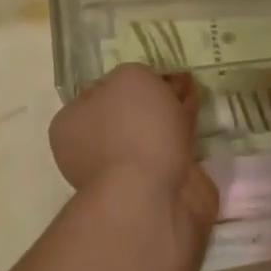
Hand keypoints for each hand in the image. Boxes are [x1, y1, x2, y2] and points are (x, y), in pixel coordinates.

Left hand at [51, 65, 218, 234]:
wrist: (152, 197)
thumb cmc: (133, 129)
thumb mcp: (131, 77)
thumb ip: (139, 73)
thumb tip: (156, 86)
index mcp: (72, 122)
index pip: (99, 90)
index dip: (130, 79)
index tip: (157, 73)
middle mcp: (90, 149)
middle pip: (128, 113)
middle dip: (154, 99)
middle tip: (182, 82)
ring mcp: (121, 173)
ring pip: (150, 134)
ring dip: (170, 119)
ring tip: (196, 97)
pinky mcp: (152, 190)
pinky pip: (169, 154)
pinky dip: (183, 141)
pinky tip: (199, 127)